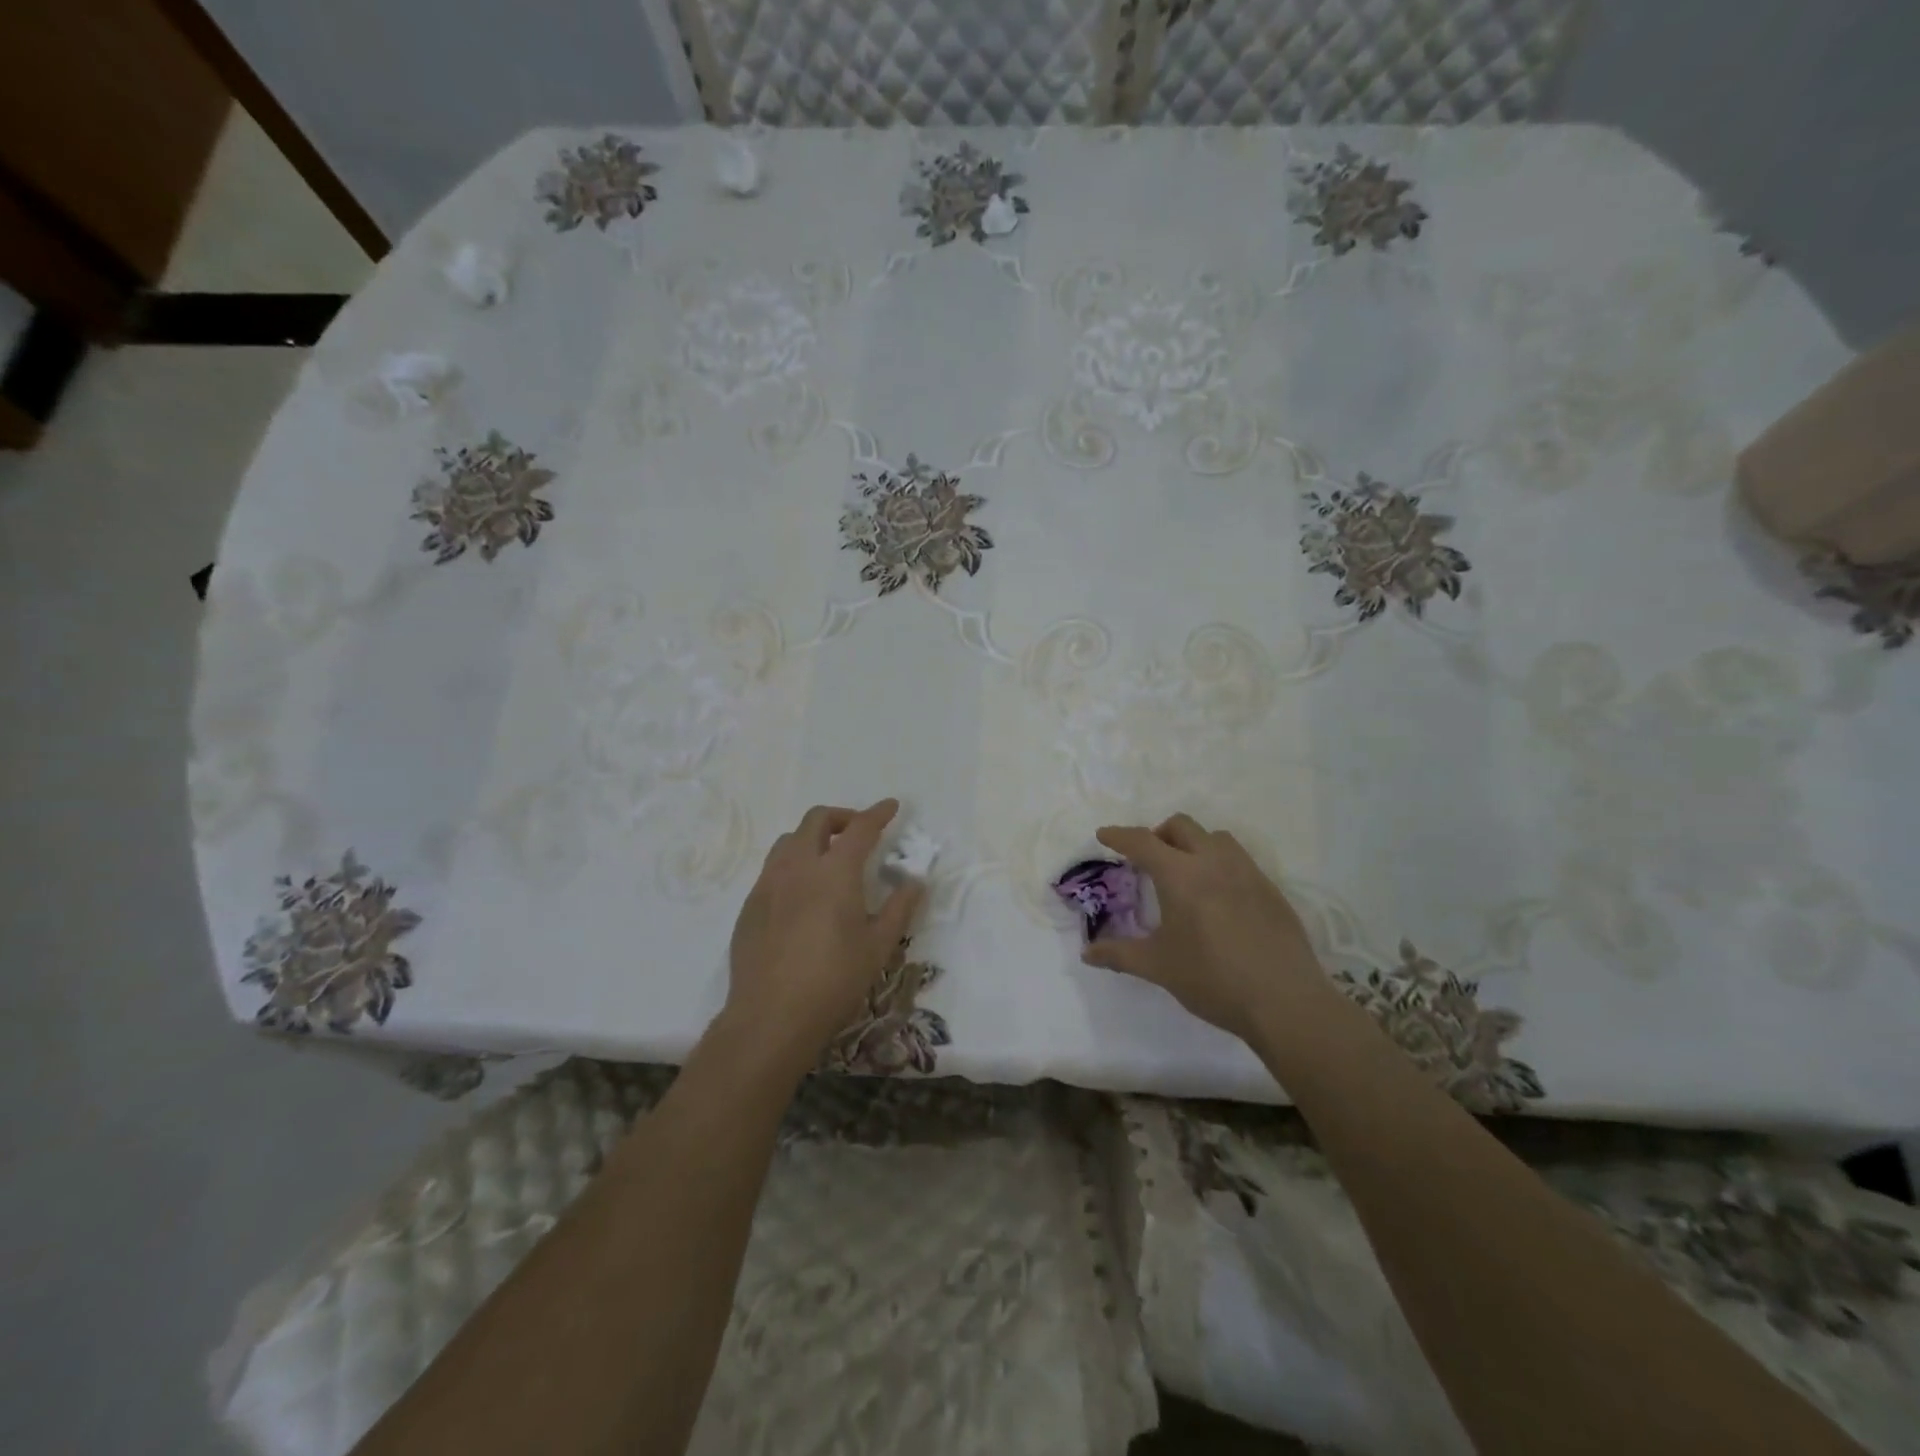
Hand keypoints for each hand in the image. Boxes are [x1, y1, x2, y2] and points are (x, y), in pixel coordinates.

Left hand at [724, 800, 923, 1076]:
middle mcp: (798, 866)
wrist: (770, 1017)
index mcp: (835, 872)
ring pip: (789, 840)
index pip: (860, 828)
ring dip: (813, 838)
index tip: (891, 807)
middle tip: (859, 833)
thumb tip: (915, 882)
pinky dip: (793, 864)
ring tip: (829, 860)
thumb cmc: (834, 981)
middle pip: (817, 820)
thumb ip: (899, 908)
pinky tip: (802, 894)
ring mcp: (768, 884)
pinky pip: (772, 868)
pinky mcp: (750, 905)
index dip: (878, 813)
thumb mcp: (878, 947)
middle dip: (842, 817)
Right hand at [1083, 814, 1328, 1041]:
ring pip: (1215, 837)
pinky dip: (1219, 863)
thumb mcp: (1159, 967)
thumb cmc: (1213, 979)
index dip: (1120, 835)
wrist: (1285, 1001)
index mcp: (1180, 875)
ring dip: (1193, 843)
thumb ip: (1119, 954)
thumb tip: (1087, 953)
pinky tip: (1219, 896)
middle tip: (1147, 858)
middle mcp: (1213, 862)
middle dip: (1158, 833)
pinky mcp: (1270, 890)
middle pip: (1181, 826)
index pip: (1143, 841)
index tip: (1104, 834)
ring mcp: (1247, 873)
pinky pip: (1239, 859)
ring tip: (1185, 871)